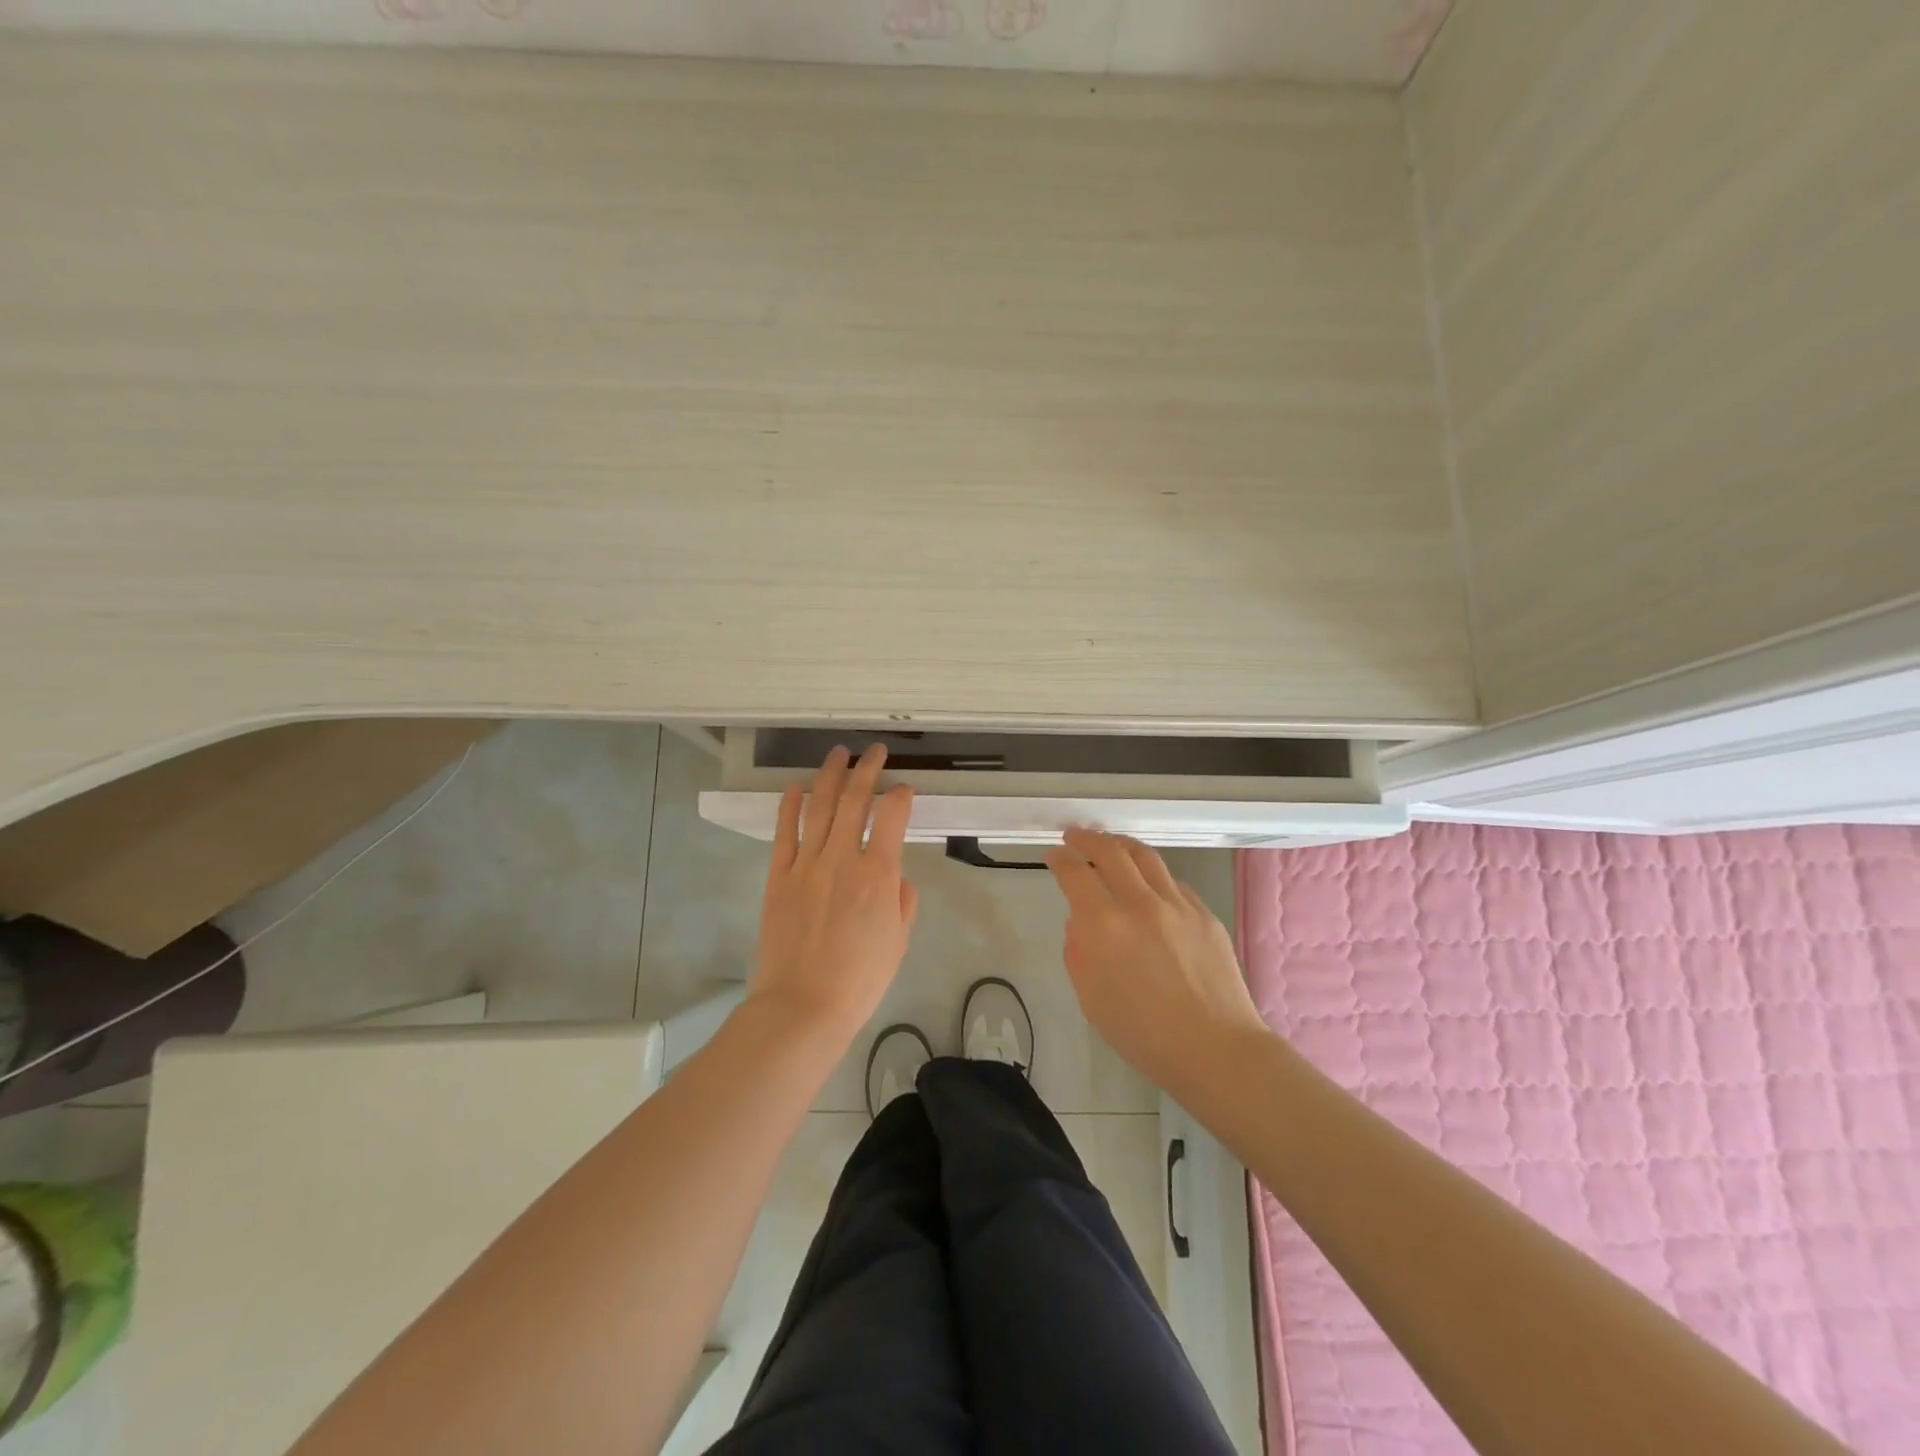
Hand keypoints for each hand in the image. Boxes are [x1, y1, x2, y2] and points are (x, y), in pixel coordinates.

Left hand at [750, 744, 918, 1043]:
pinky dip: (789, 805)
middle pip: (856, 800)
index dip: (901, 796)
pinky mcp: (778, 876)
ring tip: (839, 754)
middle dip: (868, 769)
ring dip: (831, 775)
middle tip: (875, 751)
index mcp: (878, 874)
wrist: (803, 1005)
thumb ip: (903, 900)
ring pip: (820, 807)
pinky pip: (784, 832)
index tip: (904, 790)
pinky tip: (794, 786)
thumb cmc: (859, 979)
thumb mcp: (898, 941)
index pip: (891, 816)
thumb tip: (895, 876)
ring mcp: (806, 864)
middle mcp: (842, 858)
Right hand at [1044, 828, 1268, 1094]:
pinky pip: (1172, 882)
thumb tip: (1081, 922)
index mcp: (1105, 925)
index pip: (1075, 873)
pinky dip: (1152, 875)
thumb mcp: (1090, 998)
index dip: (1060, 859)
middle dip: (1087, 838)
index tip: (1054, 856)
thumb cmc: (1143, 1034)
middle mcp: (1140, 903)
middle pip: (1110, 851)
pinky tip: (1148, 885)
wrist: (1215, 1049)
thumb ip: (1078, 951)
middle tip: (1075, 836)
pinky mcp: (1205, 913)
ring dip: (1121, 845)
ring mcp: (1178, 904)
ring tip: (1110, 845)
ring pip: (1145, 856)